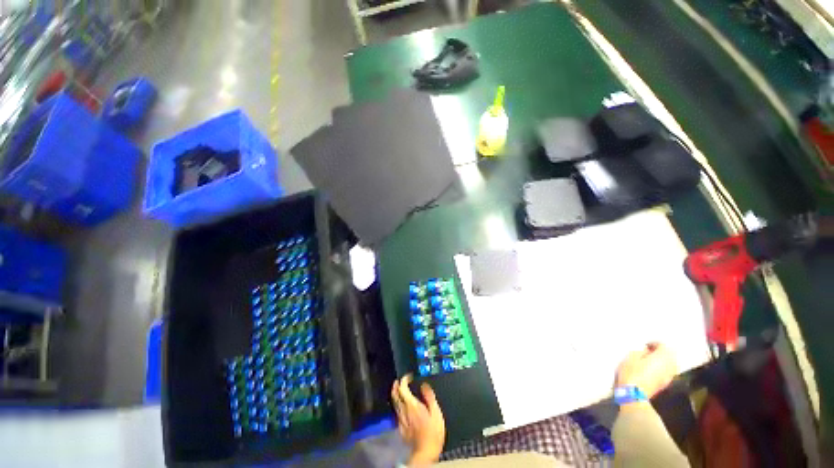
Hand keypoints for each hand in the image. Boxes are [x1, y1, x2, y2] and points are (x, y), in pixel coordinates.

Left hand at [391, 374, 445, 466]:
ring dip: (396, 394)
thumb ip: (429, 397)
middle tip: (399, 380)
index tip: (409, 376)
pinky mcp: (401, 427)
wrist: (426, 452)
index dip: (404, 380)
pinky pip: (397, 412)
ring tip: (399, 390)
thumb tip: (424, 385)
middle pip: (395, 395)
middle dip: (396, 385)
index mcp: (412, 405)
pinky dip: (398, 405)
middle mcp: (404, 411)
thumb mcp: (436, 412)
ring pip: (394, 403)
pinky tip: (402, 405)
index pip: (402, 388)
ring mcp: (401, 420)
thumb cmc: (433, 432)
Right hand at [616, 342, 676, 399]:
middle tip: (649, 351)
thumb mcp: (631, 356)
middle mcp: (670, 365)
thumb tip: (647, 350)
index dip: (654, 344)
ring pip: (671, 364)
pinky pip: (667, 371)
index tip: (645, 345)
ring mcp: (669, 376)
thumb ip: (641, 351)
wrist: (634, 394)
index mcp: (662, 357)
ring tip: (651, 360)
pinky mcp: (666, 383)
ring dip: (663, 360)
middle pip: (670, 355)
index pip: (664, 345)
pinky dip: (662, 368)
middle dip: (662, 352)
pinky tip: (652, 370)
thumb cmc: (631, 372)